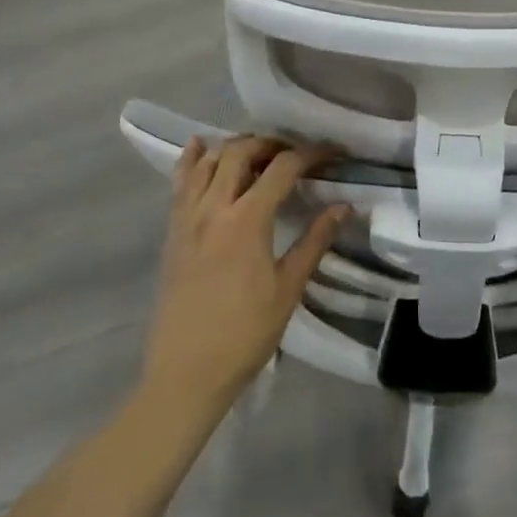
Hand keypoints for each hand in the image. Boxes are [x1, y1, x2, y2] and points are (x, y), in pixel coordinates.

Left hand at [140, 136, 348, 419]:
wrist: (186, 372)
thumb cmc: (245, 334)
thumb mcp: (288, 288)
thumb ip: (315, 241)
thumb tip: (344, 206)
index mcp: (247, 220)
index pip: (282, 168)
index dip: (311, 154)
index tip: (333, 152)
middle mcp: (213, 207)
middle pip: (241, 152)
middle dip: (271, 143)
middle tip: (295, 153)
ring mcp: (187, 217)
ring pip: (208, 160)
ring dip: (235, 146)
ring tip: (258, 153)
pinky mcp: (172, 231)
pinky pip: (180, 182)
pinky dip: (192, 159)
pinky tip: (200, 146)